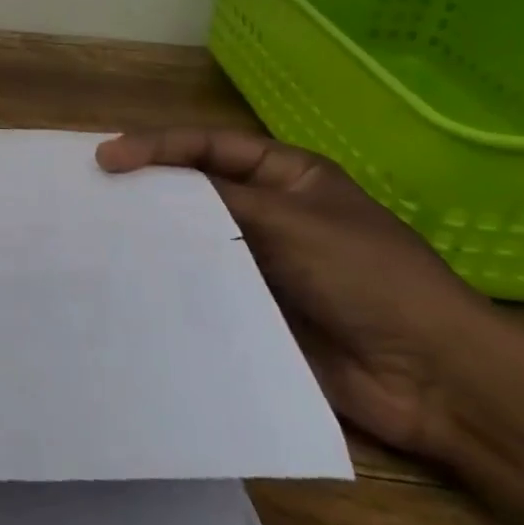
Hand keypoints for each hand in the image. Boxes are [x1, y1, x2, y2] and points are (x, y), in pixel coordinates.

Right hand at [95, 127, 505, 459]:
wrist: (431, 378)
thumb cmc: (367, 277)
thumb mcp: (291, 221)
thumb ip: (217, 200)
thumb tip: (147, 187)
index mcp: (286, 177)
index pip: (210, 147)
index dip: (157, 147)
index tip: (108, 159)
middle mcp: (269, 213)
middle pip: (196, 190)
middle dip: (148, 188)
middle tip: (93, 192)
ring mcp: (260, 262)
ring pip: (194, 239)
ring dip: (155, 236)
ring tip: (98, 235)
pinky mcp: (252, 308)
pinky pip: (202, 285)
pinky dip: (170, 280)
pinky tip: (131, 281)